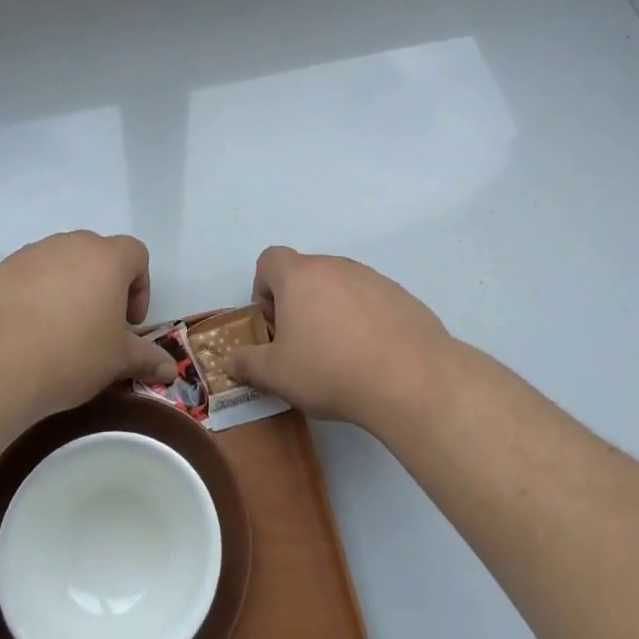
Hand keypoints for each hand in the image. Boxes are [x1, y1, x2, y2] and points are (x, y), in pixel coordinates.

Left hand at [0, 232, 176, 420]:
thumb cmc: (70, 356)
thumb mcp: (116, 361)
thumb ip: (147, 358)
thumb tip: (170, 369)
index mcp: (107, 258)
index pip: (136, 254)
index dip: (139, 287)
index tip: (128, 323)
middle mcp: (70, 245)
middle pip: (98, 254)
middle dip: (104, 285)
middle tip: (98, 325)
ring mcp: (31, 255)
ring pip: (61, 263)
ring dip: (69, 287)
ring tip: (60, 330)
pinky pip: (29, 276)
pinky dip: (36, 295)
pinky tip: (28, 332)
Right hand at [228, 246, 455, 424]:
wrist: (410, 378)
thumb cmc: (330, 369)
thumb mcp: (277, 375)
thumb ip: (247, 364)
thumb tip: (229, 361)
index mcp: (299, 276)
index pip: (269, 259)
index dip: (263, 287)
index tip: (271, 322)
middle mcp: (335, 266)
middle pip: (305, 272)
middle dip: (297, 302)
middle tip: (302, 344)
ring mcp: (372, 277)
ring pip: (340, 285)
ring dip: (331, 309)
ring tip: (339, 353)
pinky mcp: (401, 295)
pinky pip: (371, 300)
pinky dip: (364, 319)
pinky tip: (371, 355)